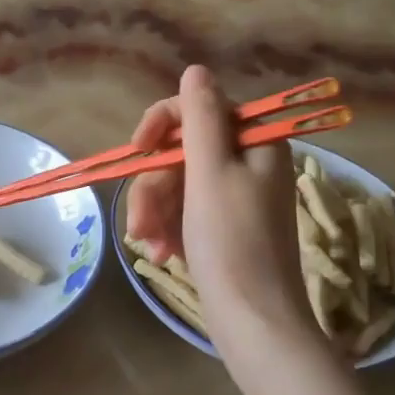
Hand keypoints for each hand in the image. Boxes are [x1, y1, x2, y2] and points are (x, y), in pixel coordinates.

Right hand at [126, 66, 308, 344]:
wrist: (255, 324)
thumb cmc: (233, 243)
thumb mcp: (211, 172)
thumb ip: (201, 117)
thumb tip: (196, 70)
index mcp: (257, 142)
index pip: (200, 108)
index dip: (163, 124)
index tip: (138, 150)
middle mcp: (251, 162)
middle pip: (186, 151)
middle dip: (156, 185)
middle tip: (140, 223)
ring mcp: (239, 196)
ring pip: (182, 183)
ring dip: (158, 211)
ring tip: (150, 246)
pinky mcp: (228, 226)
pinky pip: (189, 210)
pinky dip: (172, 228)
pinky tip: (163, 254)